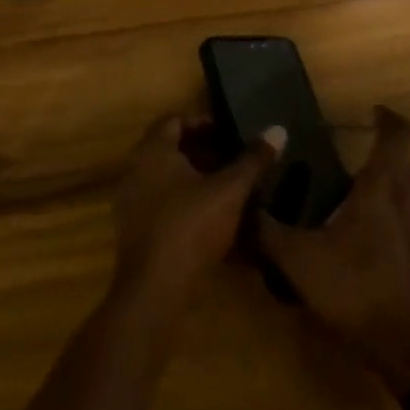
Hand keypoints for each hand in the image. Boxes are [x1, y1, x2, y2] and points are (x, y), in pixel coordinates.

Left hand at [112, 113, 284, 314]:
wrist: (155, 289)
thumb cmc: (191, 226)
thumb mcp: (230, 191)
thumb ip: (253, 160)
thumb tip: (278, 130)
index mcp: (153, 150)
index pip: (175, 120)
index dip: (204, 123)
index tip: (230, 134)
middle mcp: (135, 168)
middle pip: (170, 148)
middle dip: (203, 150)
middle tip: (234, 158)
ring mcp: (131, 199)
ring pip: (166, 177)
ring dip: (194, 177)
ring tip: (228, 186)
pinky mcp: (134, 228)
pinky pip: (160, 201)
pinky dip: (184, 200)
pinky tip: (211, 215)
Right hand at [258, 106, 409, 395]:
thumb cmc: (359, 292)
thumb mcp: (299, 262)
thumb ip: (267, 231)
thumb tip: (241, 206)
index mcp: (384, 188)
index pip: (398, 134)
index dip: (388, 118)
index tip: (374, 114)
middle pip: (407, 165)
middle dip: (385, 161)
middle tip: (355, 172)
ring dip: (398, 196)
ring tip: (368, 215)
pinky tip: (388, 257)